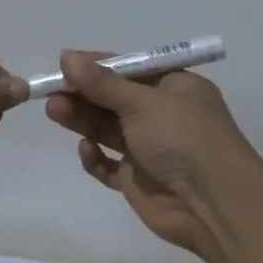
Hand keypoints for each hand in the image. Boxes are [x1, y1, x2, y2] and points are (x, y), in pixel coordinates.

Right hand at [45, 51, 262, 259]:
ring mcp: (149, 149)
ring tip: (53, 111)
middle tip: (50, 90)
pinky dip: (95, 157)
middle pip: (113, 99)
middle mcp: (162, 115)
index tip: (63, 63)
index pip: (129, 69)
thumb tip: (67, 57)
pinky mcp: (137, 179)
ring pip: (107, 129)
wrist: (213, 205)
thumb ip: (102, 84)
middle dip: (83, 94)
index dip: (96, 66)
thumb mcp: (143, 102)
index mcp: (174, 87)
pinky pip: (109, 165)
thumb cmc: (183, 138)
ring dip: (82, 119)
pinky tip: (86, 150)